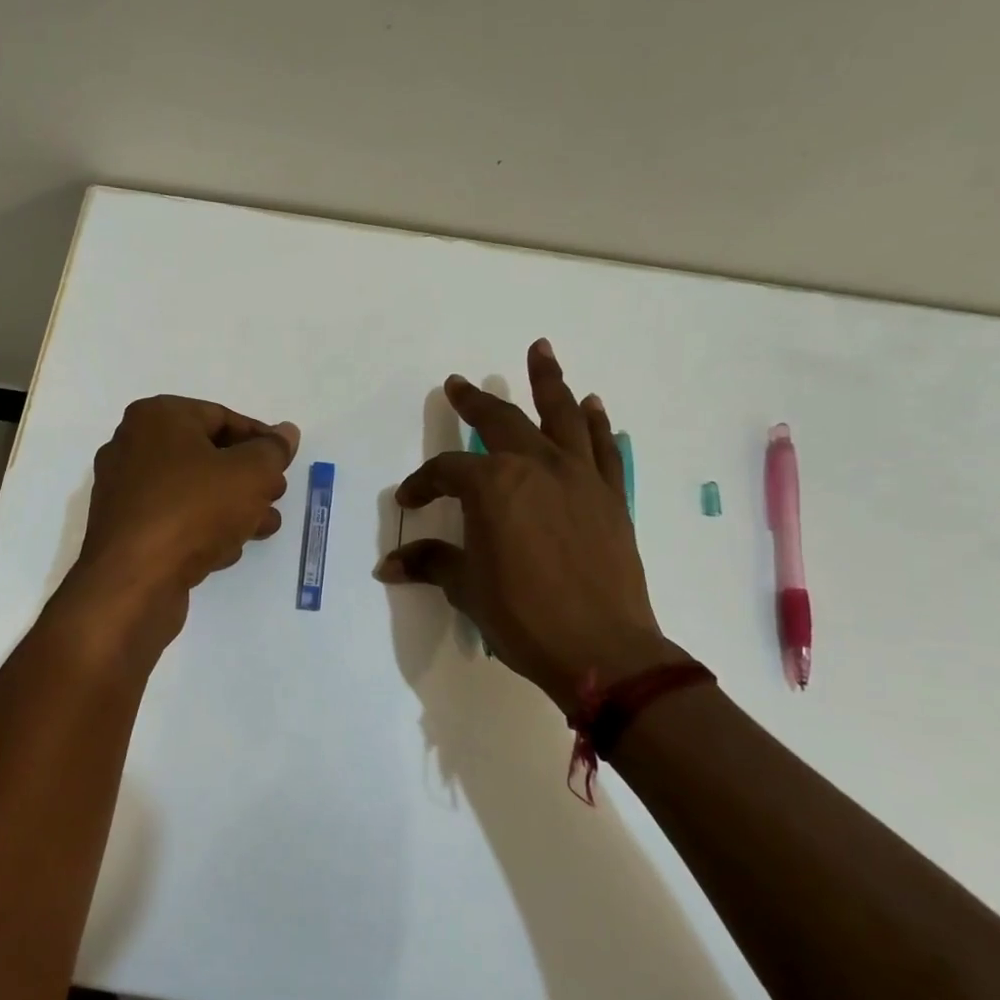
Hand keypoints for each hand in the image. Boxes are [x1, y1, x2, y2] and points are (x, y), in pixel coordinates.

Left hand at [72, 395, 299, 628]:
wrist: (134, 581)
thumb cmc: (194, 510)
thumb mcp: (250, 473)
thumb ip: (273, 451)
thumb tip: (286, 433)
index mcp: (157, 418)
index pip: (222, 417)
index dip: (260, 439)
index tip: (285, 463)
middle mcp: (133, 447)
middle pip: (206, 455)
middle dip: (248, 477)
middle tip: (275, 495)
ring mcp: (125, 491)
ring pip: (192, 491)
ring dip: (232, 507)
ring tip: (264, 526)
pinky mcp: (125, 530)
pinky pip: (173, 519)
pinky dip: (202, 528)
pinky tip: (228, 550)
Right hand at [375, 339, 684, 714]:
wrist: (602, 649)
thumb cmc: (523, 616)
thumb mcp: (468, 588)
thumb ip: (432, 564)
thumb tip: (389, 566)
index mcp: (493, 486)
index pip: (447, 471)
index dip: (423, 482)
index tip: (410, 500)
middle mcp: (536, 466)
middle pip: (501, 421)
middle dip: (476, 401)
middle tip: (459, 383)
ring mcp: (579, 477)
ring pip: (562, 416)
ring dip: (548, 381)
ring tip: (540, 350)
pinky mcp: (611, 496)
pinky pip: (603, 448)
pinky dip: (597, 423)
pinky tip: (592, 405)